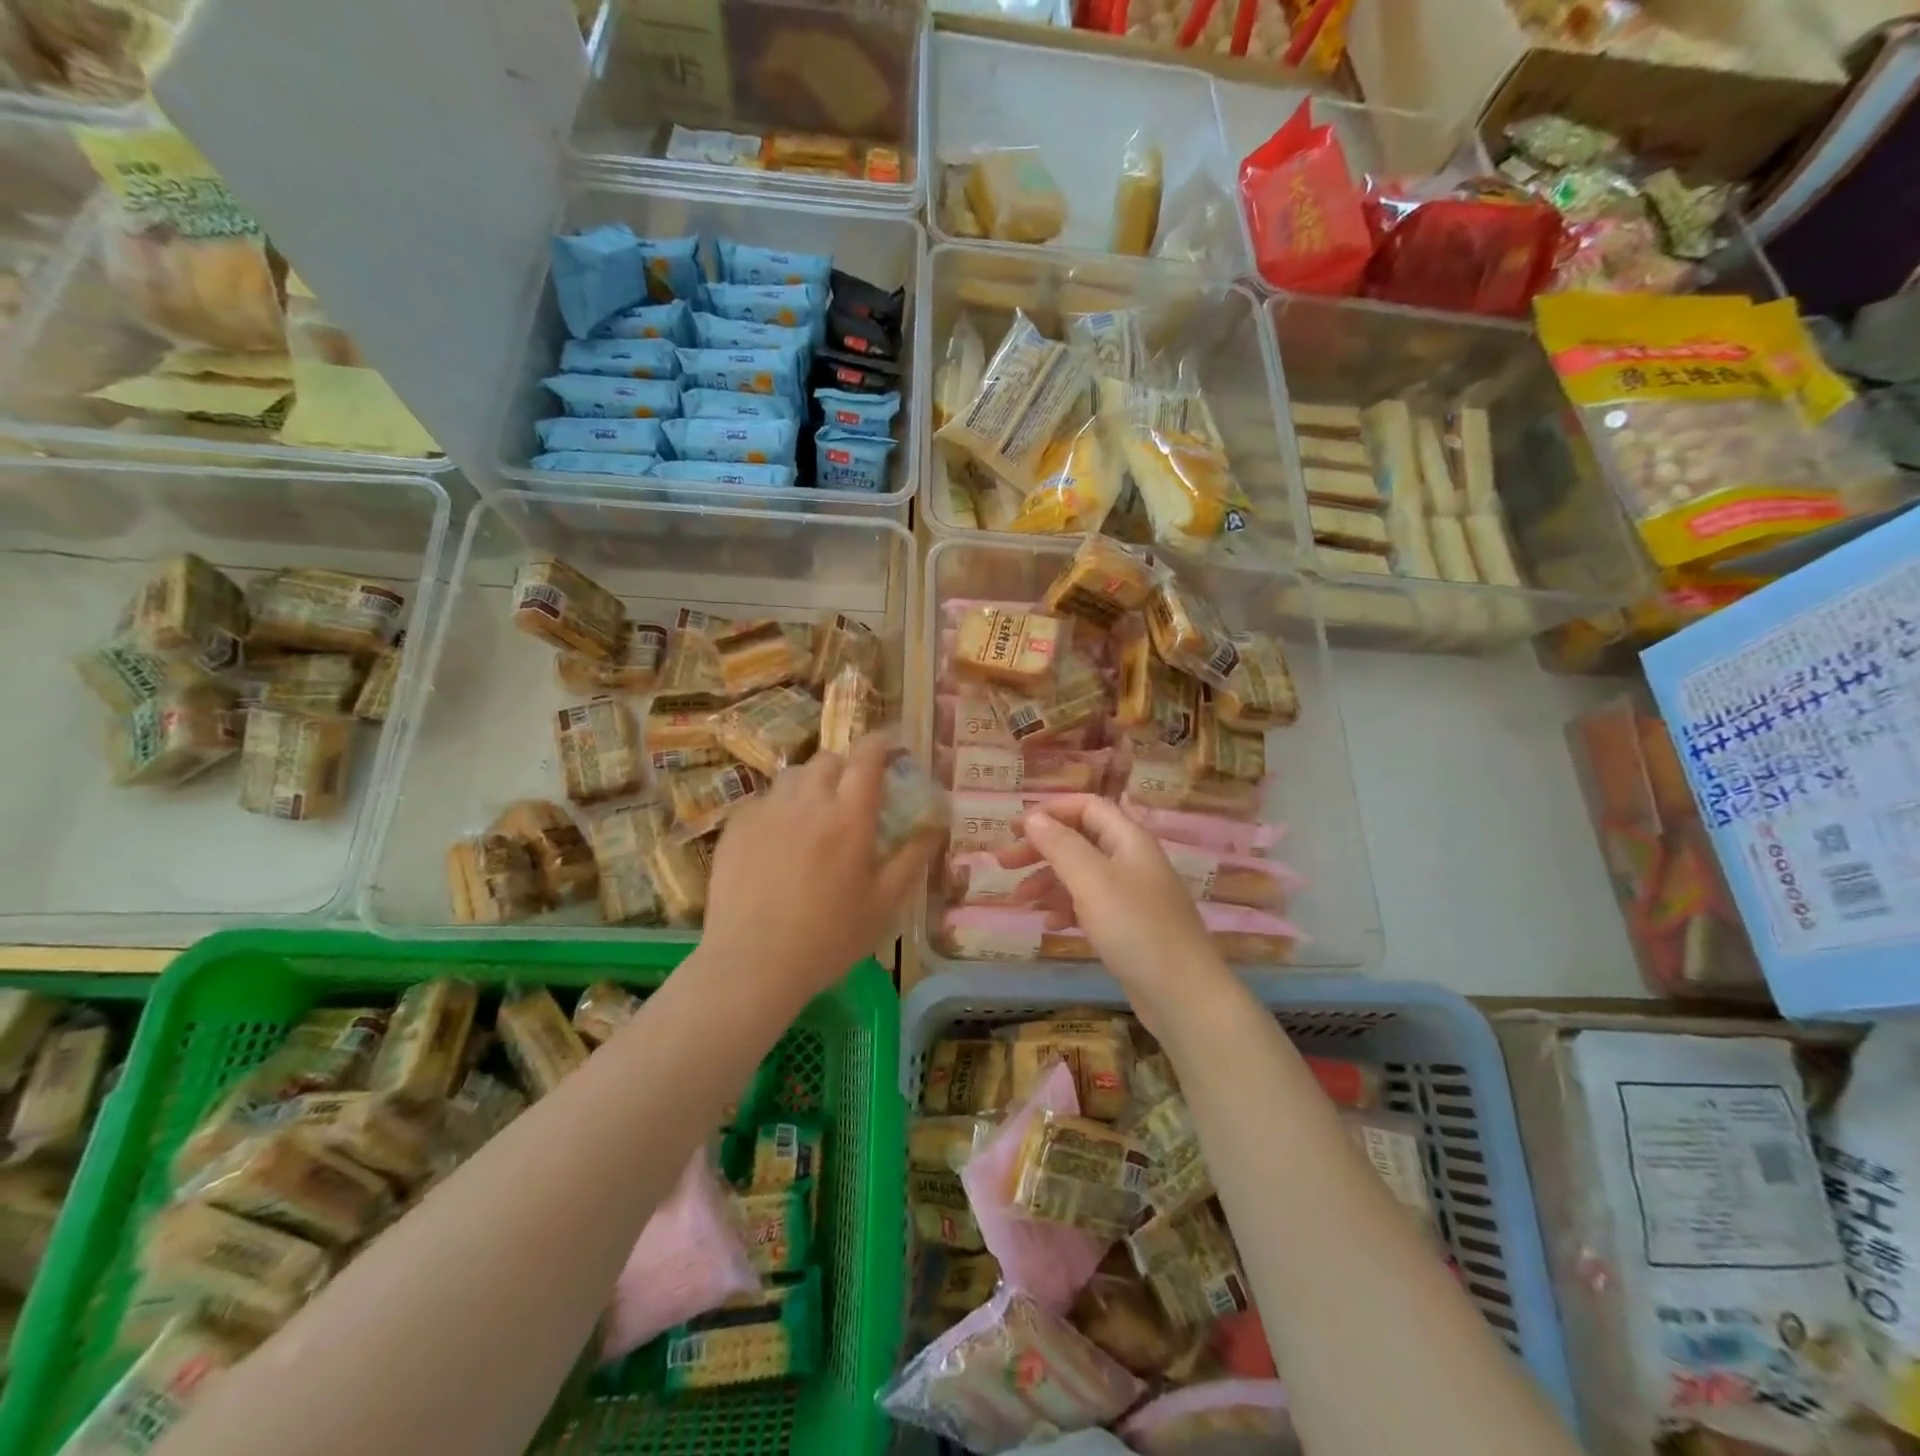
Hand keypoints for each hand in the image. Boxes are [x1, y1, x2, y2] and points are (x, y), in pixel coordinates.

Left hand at [701, 736, 939, 1006]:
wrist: (753, 963)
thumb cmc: (829, 937)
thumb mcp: (885, 904)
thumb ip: (913, 858)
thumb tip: (935, 827)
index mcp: (850, 815)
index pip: (868, 755)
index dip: (882, 742)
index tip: (891, 746)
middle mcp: (808, 800)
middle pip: (829, 759)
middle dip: (847, 767)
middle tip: (853, 795)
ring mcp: (767, 810)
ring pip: (793, 776)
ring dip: (812, 784)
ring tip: (815, 815)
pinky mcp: (736, 826)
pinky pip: (764, 800)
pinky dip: (780, 808)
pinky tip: (780, 841)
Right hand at [999, 795, 1229, 1021]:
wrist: (1183, 994)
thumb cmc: (1135, 928)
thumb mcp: (1092, 881)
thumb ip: (1061, 845)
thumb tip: (1034, 817)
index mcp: (1129, 839)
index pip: (1086, 806)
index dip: (1050, 811)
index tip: (1015, 829)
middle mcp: (1132, 860)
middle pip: (1080, 839)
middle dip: (1041, 848)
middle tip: (1004, 864)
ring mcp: (1133, 895)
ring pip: (1082, 874)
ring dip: (1049, 880)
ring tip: (1020, 900)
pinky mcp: (1130, 926)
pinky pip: (1091, 905)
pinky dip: (1067, 908)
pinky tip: (1050, 924)